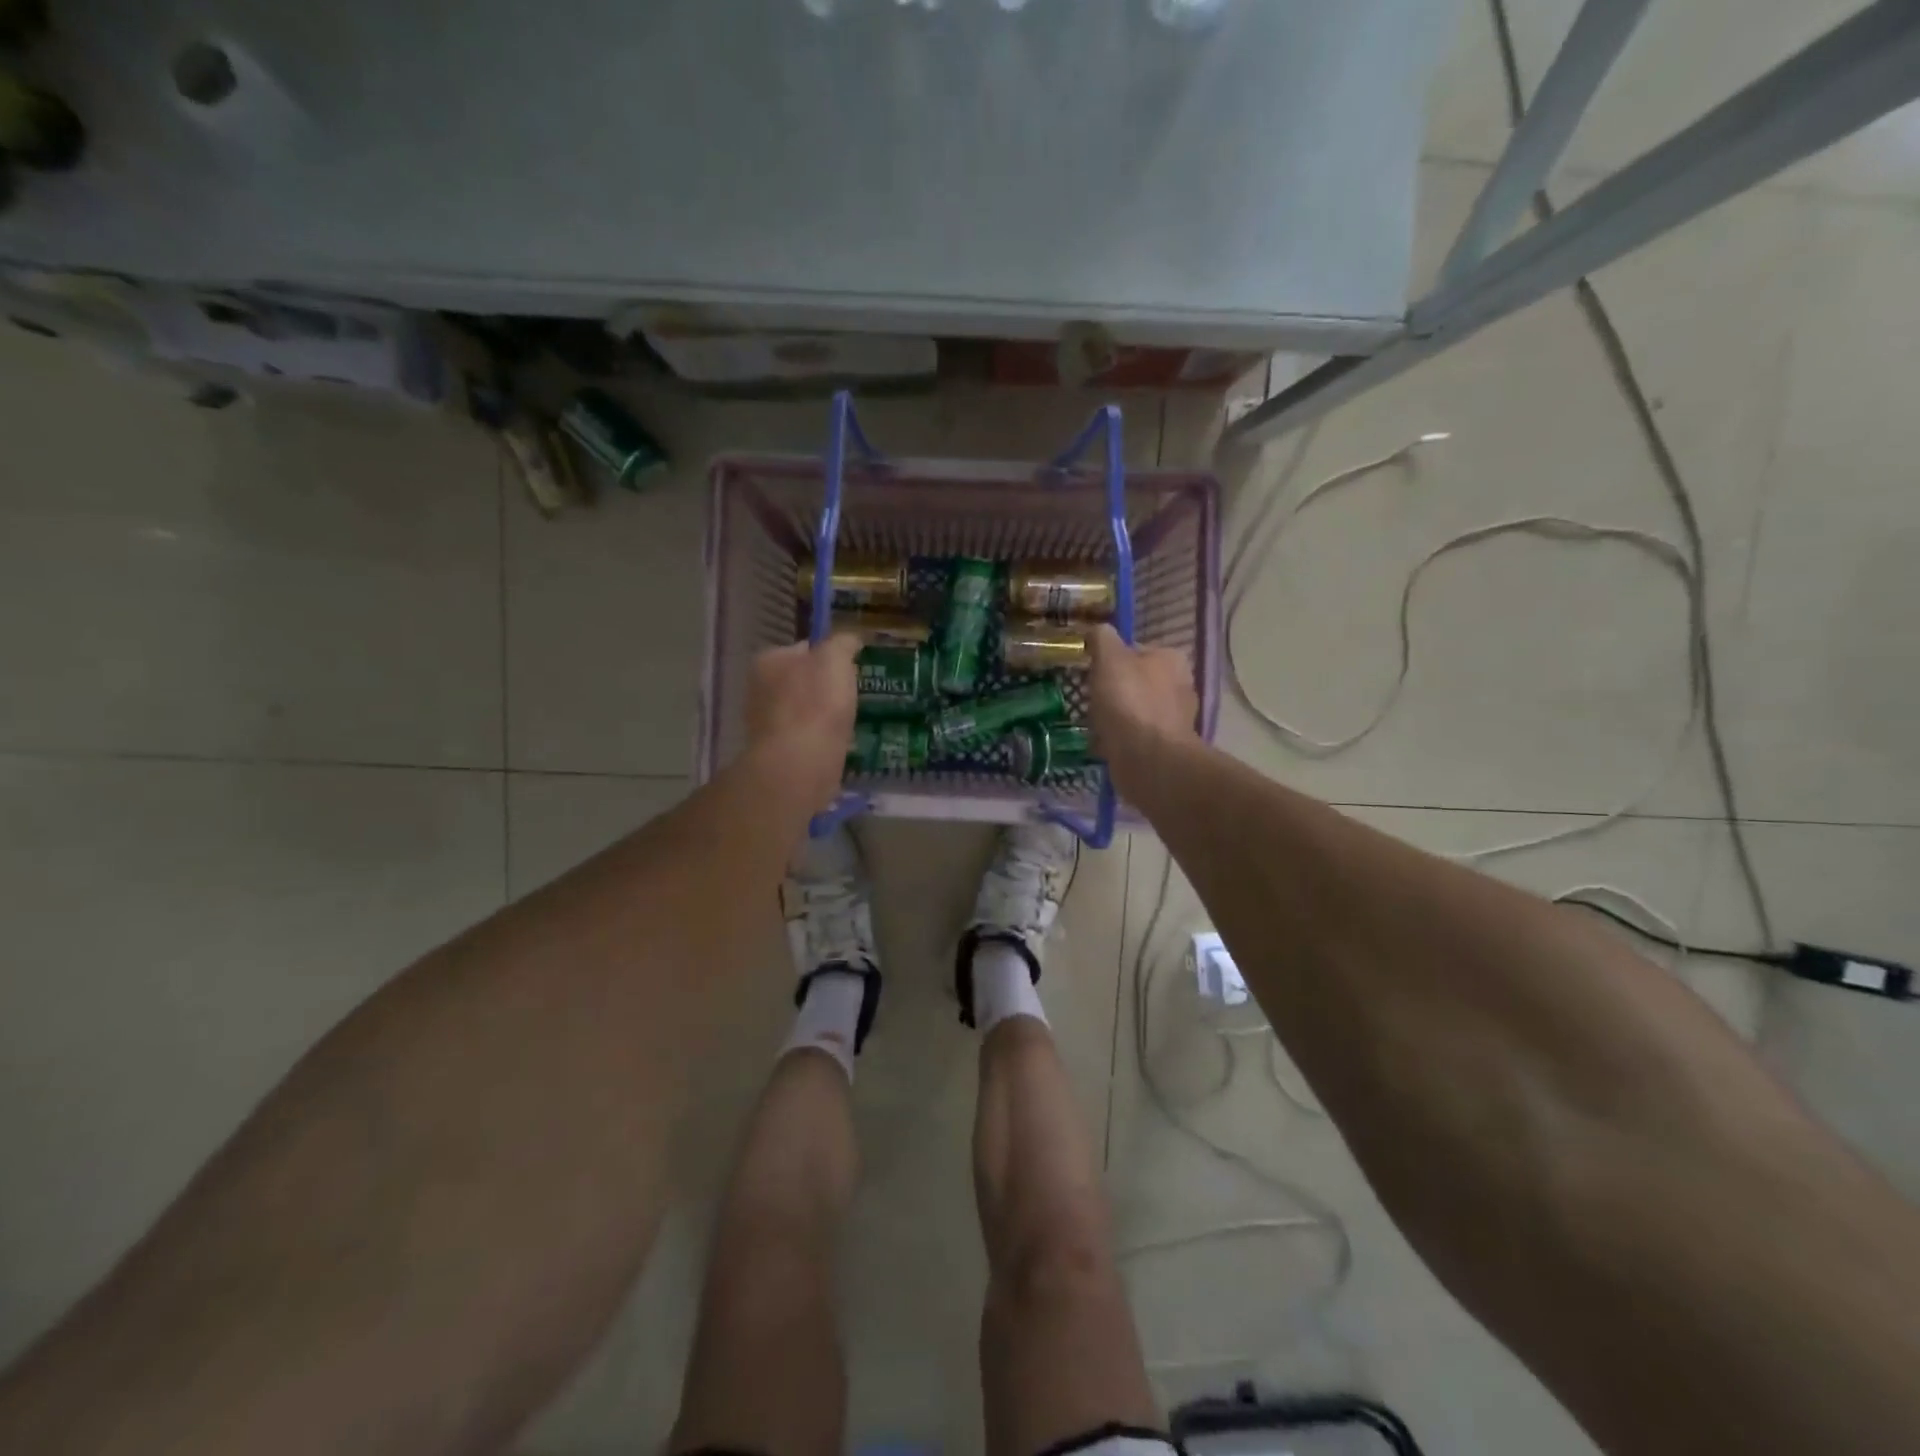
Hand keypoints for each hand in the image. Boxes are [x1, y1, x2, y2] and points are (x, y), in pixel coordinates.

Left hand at [744, 633, 861, 812]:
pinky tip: (838, 744)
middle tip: (852, 696)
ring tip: (849, 721)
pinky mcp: (778, 753)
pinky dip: (821, 739)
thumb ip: (842, 643)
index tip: (850, 668)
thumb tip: (849, 640)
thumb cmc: (816, 703)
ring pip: (804, 711)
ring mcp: (766, 724)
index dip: (828, 655)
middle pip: (801, 681)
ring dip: (823, 716)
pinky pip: (806, 738)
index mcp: (767, 661)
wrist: (800, 763)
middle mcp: (759, 690)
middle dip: (824, 688)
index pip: (802, 649)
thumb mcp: (835, 659)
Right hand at [1087, 625, 1197, 793]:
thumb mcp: (1110, 659)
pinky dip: (1119, 740)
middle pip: (1136, 682)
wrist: (1147, 759)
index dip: (1111, 659)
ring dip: (1115, 717)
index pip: (1137, 650)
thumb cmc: (1129, 702)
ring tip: (1092, 724)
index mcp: (1171, 660)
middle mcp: (1180, 686)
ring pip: (1135, 711)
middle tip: (1090, 699)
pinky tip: (1103, 744)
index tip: (1092, 671)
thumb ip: (1103, 639)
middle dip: (1113, 691)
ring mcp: (1174, 720)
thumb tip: (1099, 630)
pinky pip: (1135, 737)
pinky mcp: (1164, 748)